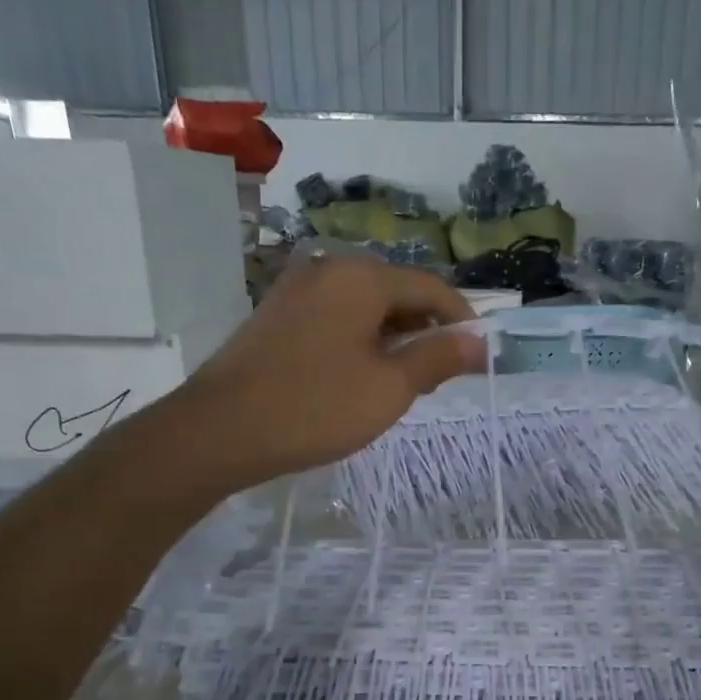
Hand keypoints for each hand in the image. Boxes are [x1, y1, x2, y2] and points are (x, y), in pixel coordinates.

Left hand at [165, 255, 483, 490]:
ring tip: (404, 384)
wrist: (221, 430)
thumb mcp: (390, 387)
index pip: (431, 288)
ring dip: (394, 338)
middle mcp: (329, 269)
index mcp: (362, 277)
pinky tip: (362, 377)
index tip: (479, 357)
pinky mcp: (278, 315)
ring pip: (366, 307)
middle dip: (427, 331)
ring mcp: (298, 290)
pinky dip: (362, 341)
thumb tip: (478, 342)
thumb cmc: (316, 407)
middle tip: (440, 378)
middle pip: (397, 292)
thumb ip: (438, 358)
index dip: (461, 321)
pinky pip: (337, 318)